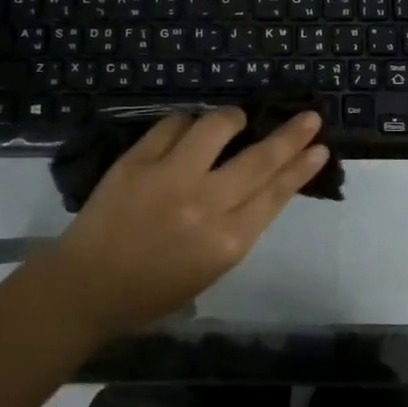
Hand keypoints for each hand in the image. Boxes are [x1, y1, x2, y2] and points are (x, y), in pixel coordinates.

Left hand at [43, 107, 328, 338]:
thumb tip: (261, 184)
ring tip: (236, 119)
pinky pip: (172, 125)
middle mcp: (205, 204)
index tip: (320, 147)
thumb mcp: (211, 268)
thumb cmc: (154, 289)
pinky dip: (188, 122)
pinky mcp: (137, 161)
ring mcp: (170, 177)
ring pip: (215, 127)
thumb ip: (239, 226)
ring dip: (233, 117)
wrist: (87, 287)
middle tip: (309, 117)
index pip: (276, 193)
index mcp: (228, 241)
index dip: (301, 167)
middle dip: (290, 135)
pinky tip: (190, 127)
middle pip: (260, 159)